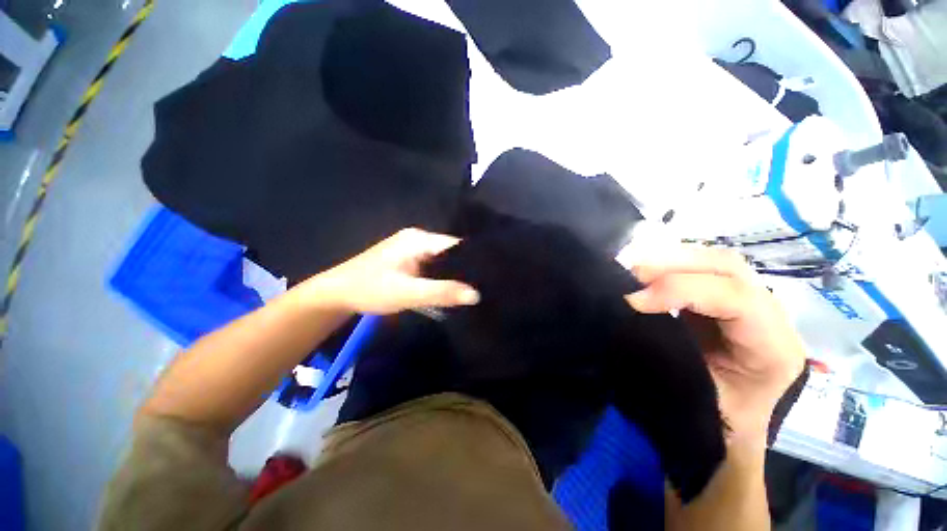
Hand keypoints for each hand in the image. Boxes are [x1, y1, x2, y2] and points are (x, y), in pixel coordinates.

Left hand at [303, 228, 479, 314]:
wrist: (337, 293)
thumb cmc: (370, 289)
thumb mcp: (408, 292)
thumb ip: (441, 292)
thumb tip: (476, 294)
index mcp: (419, 239)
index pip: (457, 245)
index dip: (474, 260)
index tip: (489, 277)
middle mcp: (418, 239)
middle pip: (451, 253)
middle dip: (465, 269)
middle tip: (483, 287)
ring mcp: (412, 249)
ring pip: (442, 261)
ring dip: (454, 274)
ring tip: (472, 289)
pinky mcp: (408, 259)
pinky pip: (433, 266)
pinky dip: (442, 277)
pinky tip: (450, 289)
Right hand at [624, 245, 805, 442]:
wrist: (731, 424)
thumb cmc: (715, 419)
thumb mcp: (693, 397)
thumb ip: (666, 355)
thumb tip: (628, 311)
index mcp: (773, 349)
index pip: (735, 298)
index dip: (679, 290)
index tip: (632, 300)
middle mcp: (771, 315)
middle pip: (727, 267)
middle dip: (672, 266)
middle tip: (628, 278)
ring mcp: (750, 300)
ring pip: (713, 260)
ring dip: (668, 261)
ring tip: (632, 273)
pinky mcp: (726, 296)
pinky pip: (699, 268)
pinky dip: (669, 265)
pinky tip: (646, 274)